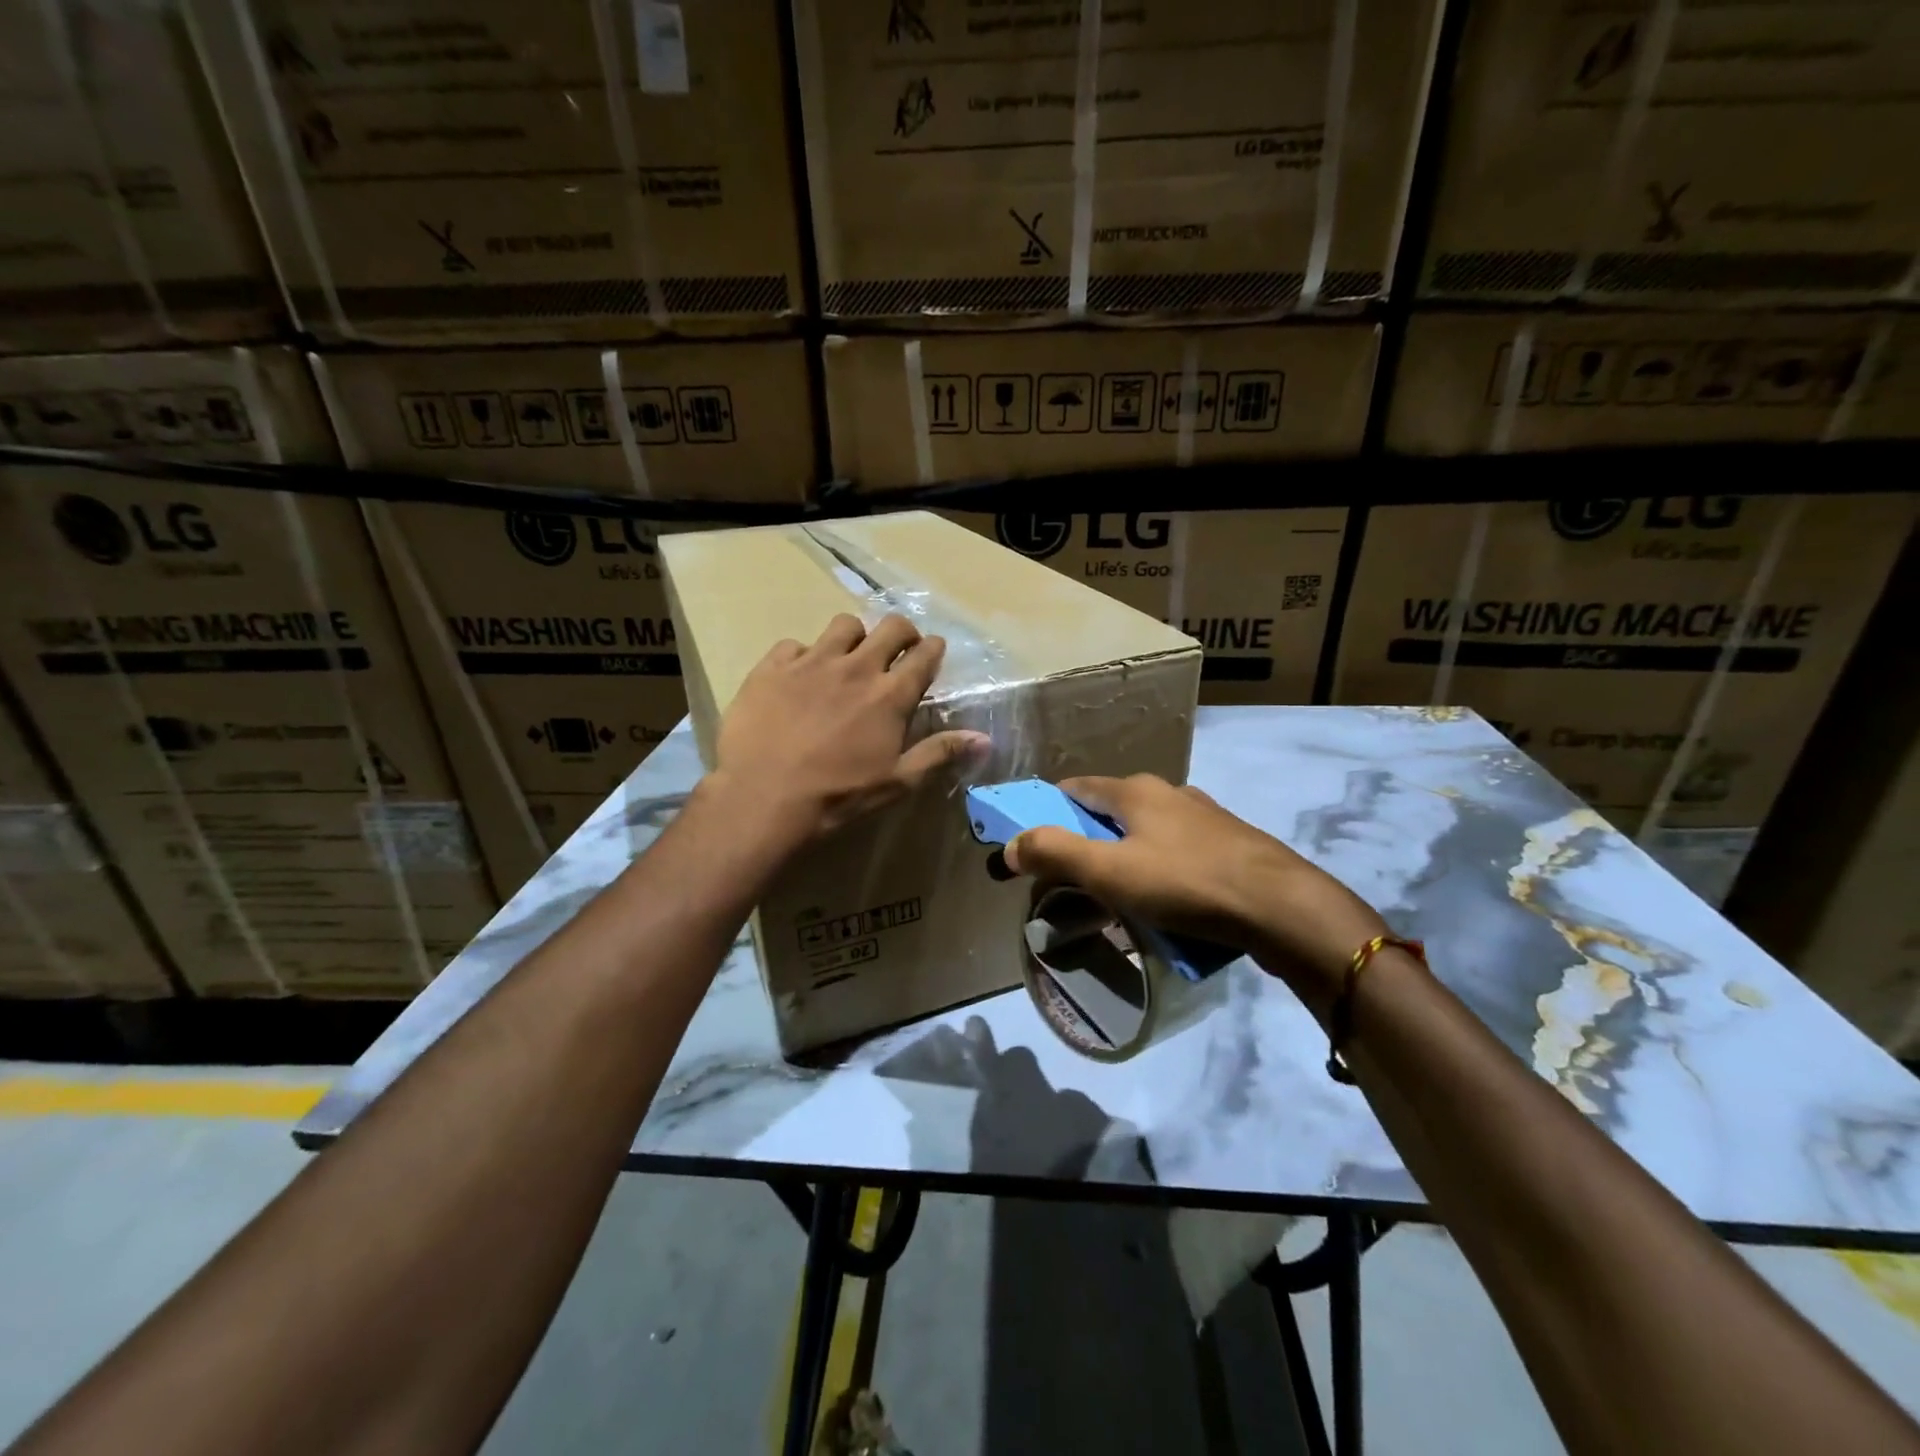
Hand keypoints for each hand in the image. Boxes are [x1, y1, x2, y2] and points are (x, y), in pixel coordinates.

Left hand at [711, 613, 989, 843]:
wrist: (763, 798)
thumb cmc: (837, 796)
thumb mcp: (896, 782)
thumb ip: (940, 753)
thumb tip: (985, 739)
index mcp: (890, 695)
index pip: (924, 655)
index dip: (933, 649)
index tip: (932, 651)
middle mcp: (856, 667)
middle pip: (891, 627)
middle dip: (902, 632)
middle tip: (898, 648)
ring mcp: (812, 662)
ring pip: (843, 625)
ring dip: (854, 637)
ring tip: (847, 658)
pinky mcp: (772, 666)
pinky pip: (794, 644)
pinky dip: (802, 656)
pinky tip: (797, 678)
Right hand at [1003, 774, 1389, 1013]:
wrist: (1283, 908)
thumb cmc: (1186, 883)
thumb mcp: (1109, 872)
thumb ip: (1055, 853)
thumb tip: (1010, 844)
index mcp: (1136, 790)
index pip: (1075, 787)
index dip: (1047, 811)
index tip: (1033, 844)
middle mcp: (1169, 793)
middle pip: (1110, 811)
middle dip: (1085, 841)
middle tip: (1072, 880)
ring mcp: (1204, 817)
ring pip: (1146, 833)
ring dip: (1124, 858)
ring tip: (1116, 898)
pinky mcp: (1230, 845)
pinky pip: (1178, 854)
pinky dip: (1159, 872)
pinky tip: (1165, 904)